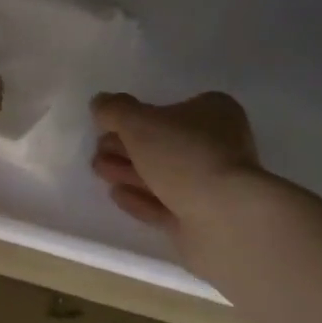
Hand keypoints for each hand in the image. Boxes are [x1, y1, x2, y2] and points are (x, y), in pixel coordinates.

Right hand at [91, 91, 266, 238]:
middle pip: (164, 144)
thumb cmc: (185, 156)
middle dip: (127, 147)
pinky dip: (140, 199)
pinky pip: (165, 205)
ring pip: (163, 175)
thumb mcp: (140, 123)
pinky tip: (116, 194)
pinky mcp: (202, 219)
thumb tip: (100, 103)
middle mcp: (218, 147)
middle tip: (97, 151)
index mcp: (214, 114)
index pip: (172, 109)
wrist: (224, 217)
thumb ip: (115, 110)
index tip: (107, 126)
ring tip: (98, 171)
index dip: (137, 116)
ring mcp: (212, 186)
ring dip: (129, 172)